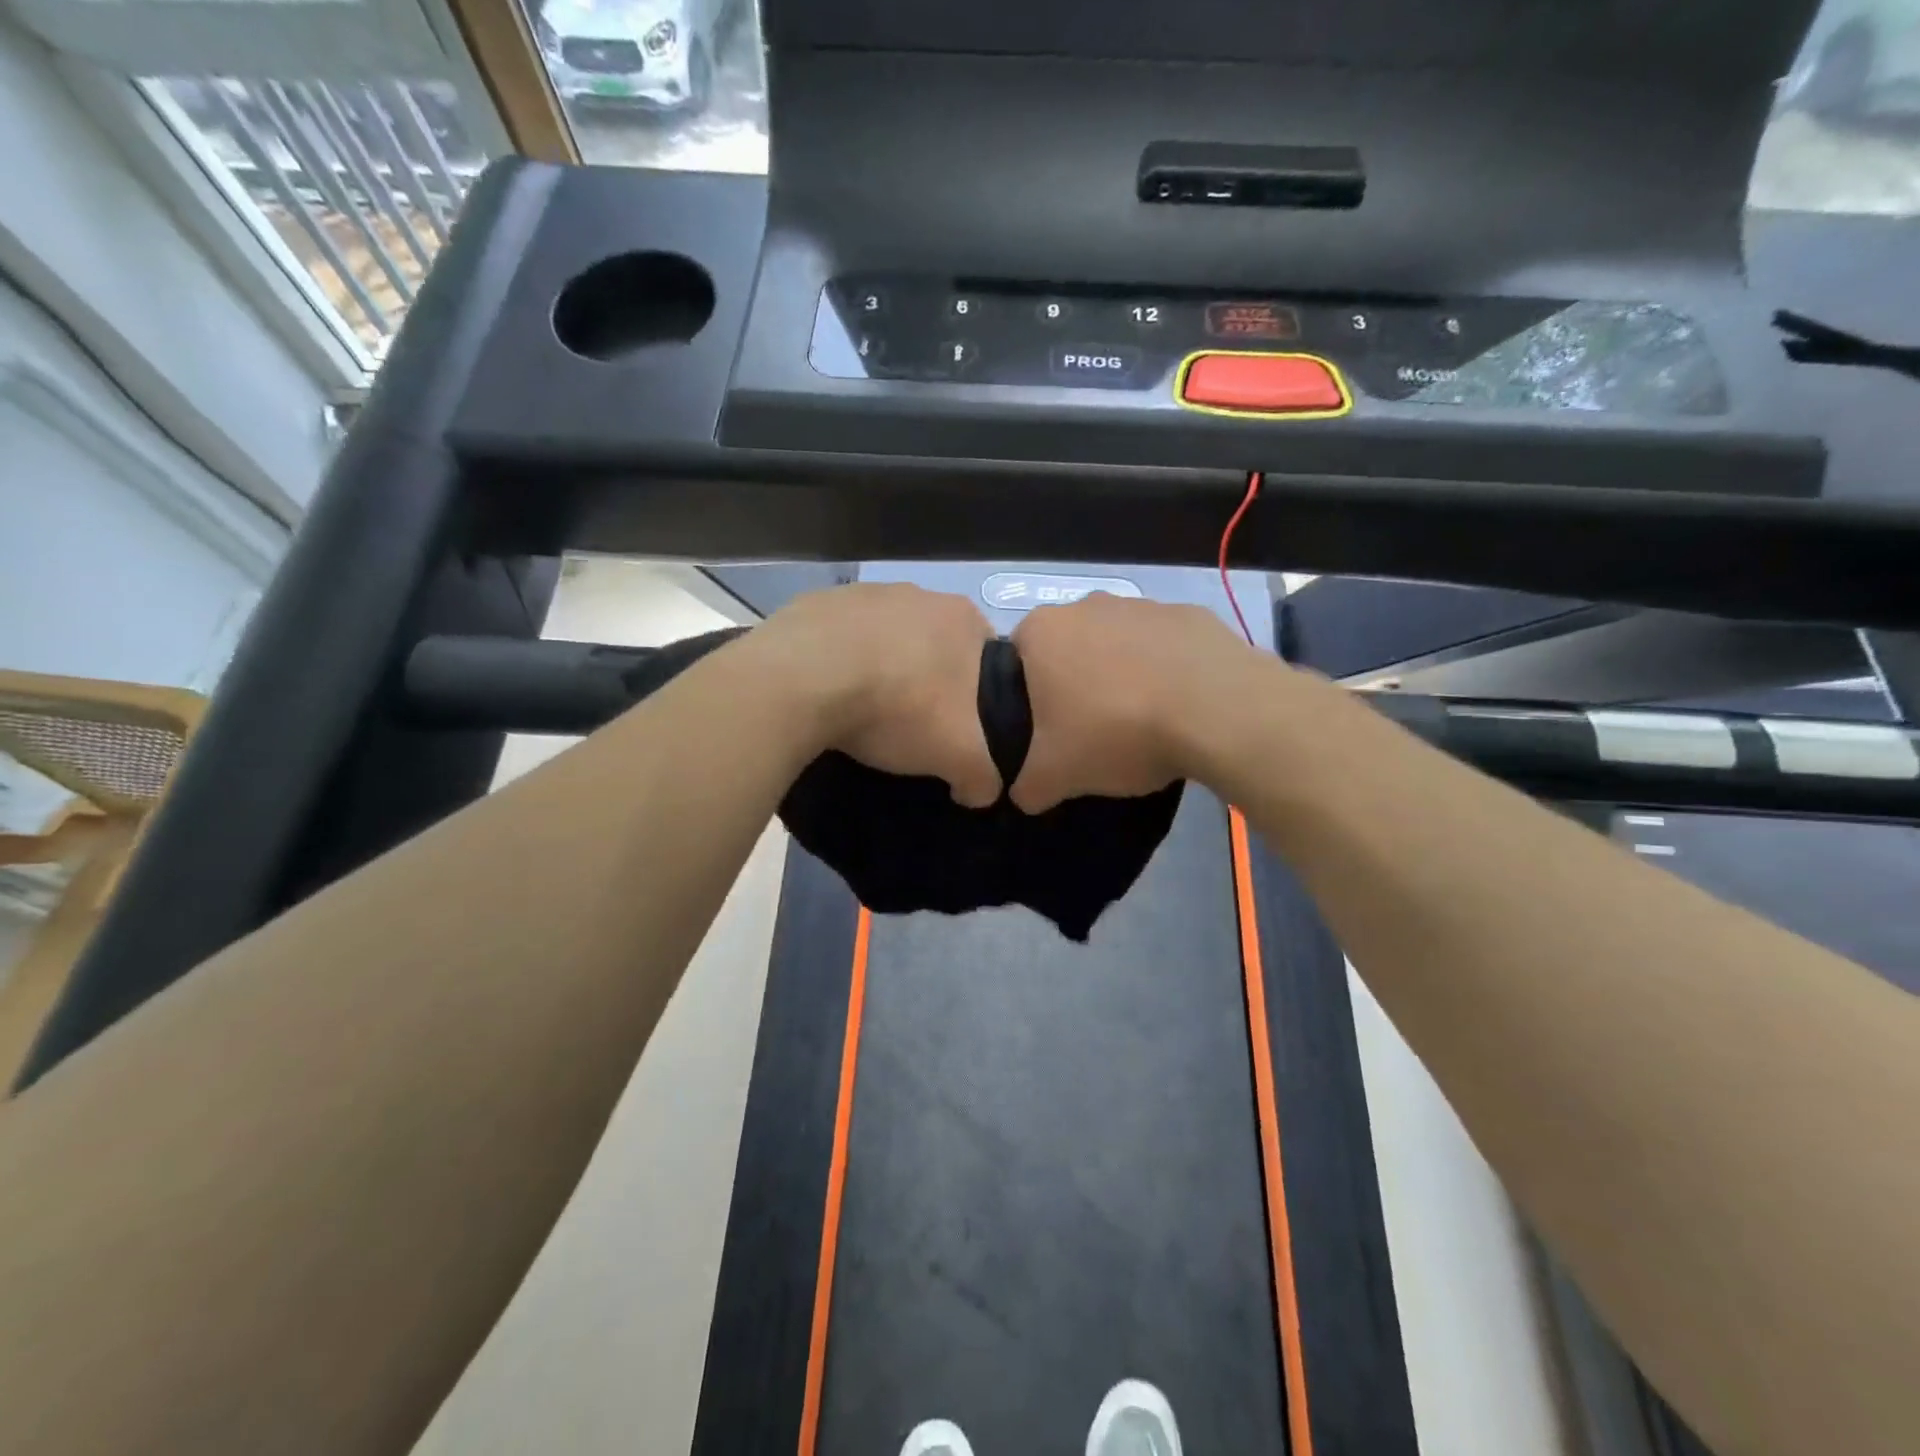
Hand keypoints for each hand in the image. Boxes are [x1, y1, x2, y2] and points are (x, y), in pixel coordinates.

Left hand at [755, 584, 1001, 807]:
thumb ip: (984, 776)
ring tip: (864, 711)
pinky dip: (839, 662)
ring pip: (886, 639)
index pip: (989, 658)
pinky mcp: (817, 603)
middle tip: (913, 724)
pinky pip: (839, 639)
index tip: (959, 728)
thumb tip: (981, 790)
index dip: (980, 696)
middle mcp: (919, 593)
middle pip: (935, 646)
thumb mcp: (959, 756)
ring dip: (882, 668)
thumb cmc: (899, 707)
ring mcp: (864, 592)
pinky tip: (828, 693)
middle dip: (928, 680)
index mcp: (963, 618)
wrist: (803, 680)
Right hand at [1009, 594, 1258, 811]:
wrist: (1217, 711)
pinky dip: (1166, 672)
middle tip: (1091, 732)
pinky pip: (1164, 648)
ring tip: (1141, 724)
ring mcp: (1143, 604)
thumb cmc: (1116, 731)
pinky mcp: (1190, 615)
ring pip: (1117, 646)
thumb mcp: (1055, 776)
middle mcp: (1087, 605)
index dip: (1026, 699)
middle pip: (1068, 650)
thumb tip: (1025, 793)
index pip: (1015, 662)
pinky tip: (1179, 709)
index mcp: (1042, 632)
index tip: (1047, 732)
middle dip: (1075, 685)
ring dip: (1122, 677)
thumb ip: (1026, 786)